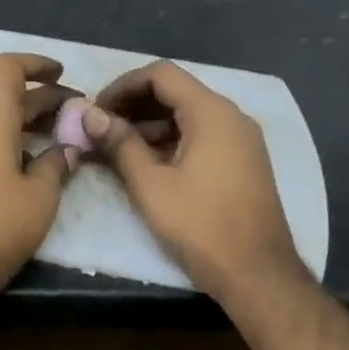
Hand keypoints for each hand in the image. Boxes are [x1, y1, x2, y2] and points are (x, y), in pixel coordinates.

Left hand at [0, 53, 80, 297]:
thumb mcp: (41, 196)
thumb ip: (57, 163)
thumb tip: (66, 148)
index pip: (8, 68)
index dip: (36, 64)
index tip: (61, 74)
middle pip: (4, 96)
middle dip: (41, 100)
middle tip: (75, 115)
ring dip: (24, 122)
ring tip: (58, 139)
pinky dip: (5, 140)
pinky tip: (28, 164)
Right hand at [82, 61, 308, 302]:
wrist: (258, 274)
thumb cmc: (200, 225)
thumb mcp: (150, 184)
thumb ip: (120, 143)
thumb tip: (90, 115)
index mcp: (211, 113)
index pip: (161, 74)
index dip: (123, 85)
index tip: (96, 109)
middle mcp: (231, 117)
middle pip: (175, 91)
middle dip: (134, 105)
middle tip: (100, 128)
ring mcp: (241, 140)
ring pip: (188, 115)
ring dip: (150, 125)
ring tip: (116, 148)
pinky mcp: (242, 161)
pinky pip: (201, 136)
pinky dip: (171, 141)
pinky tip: (146, 163)